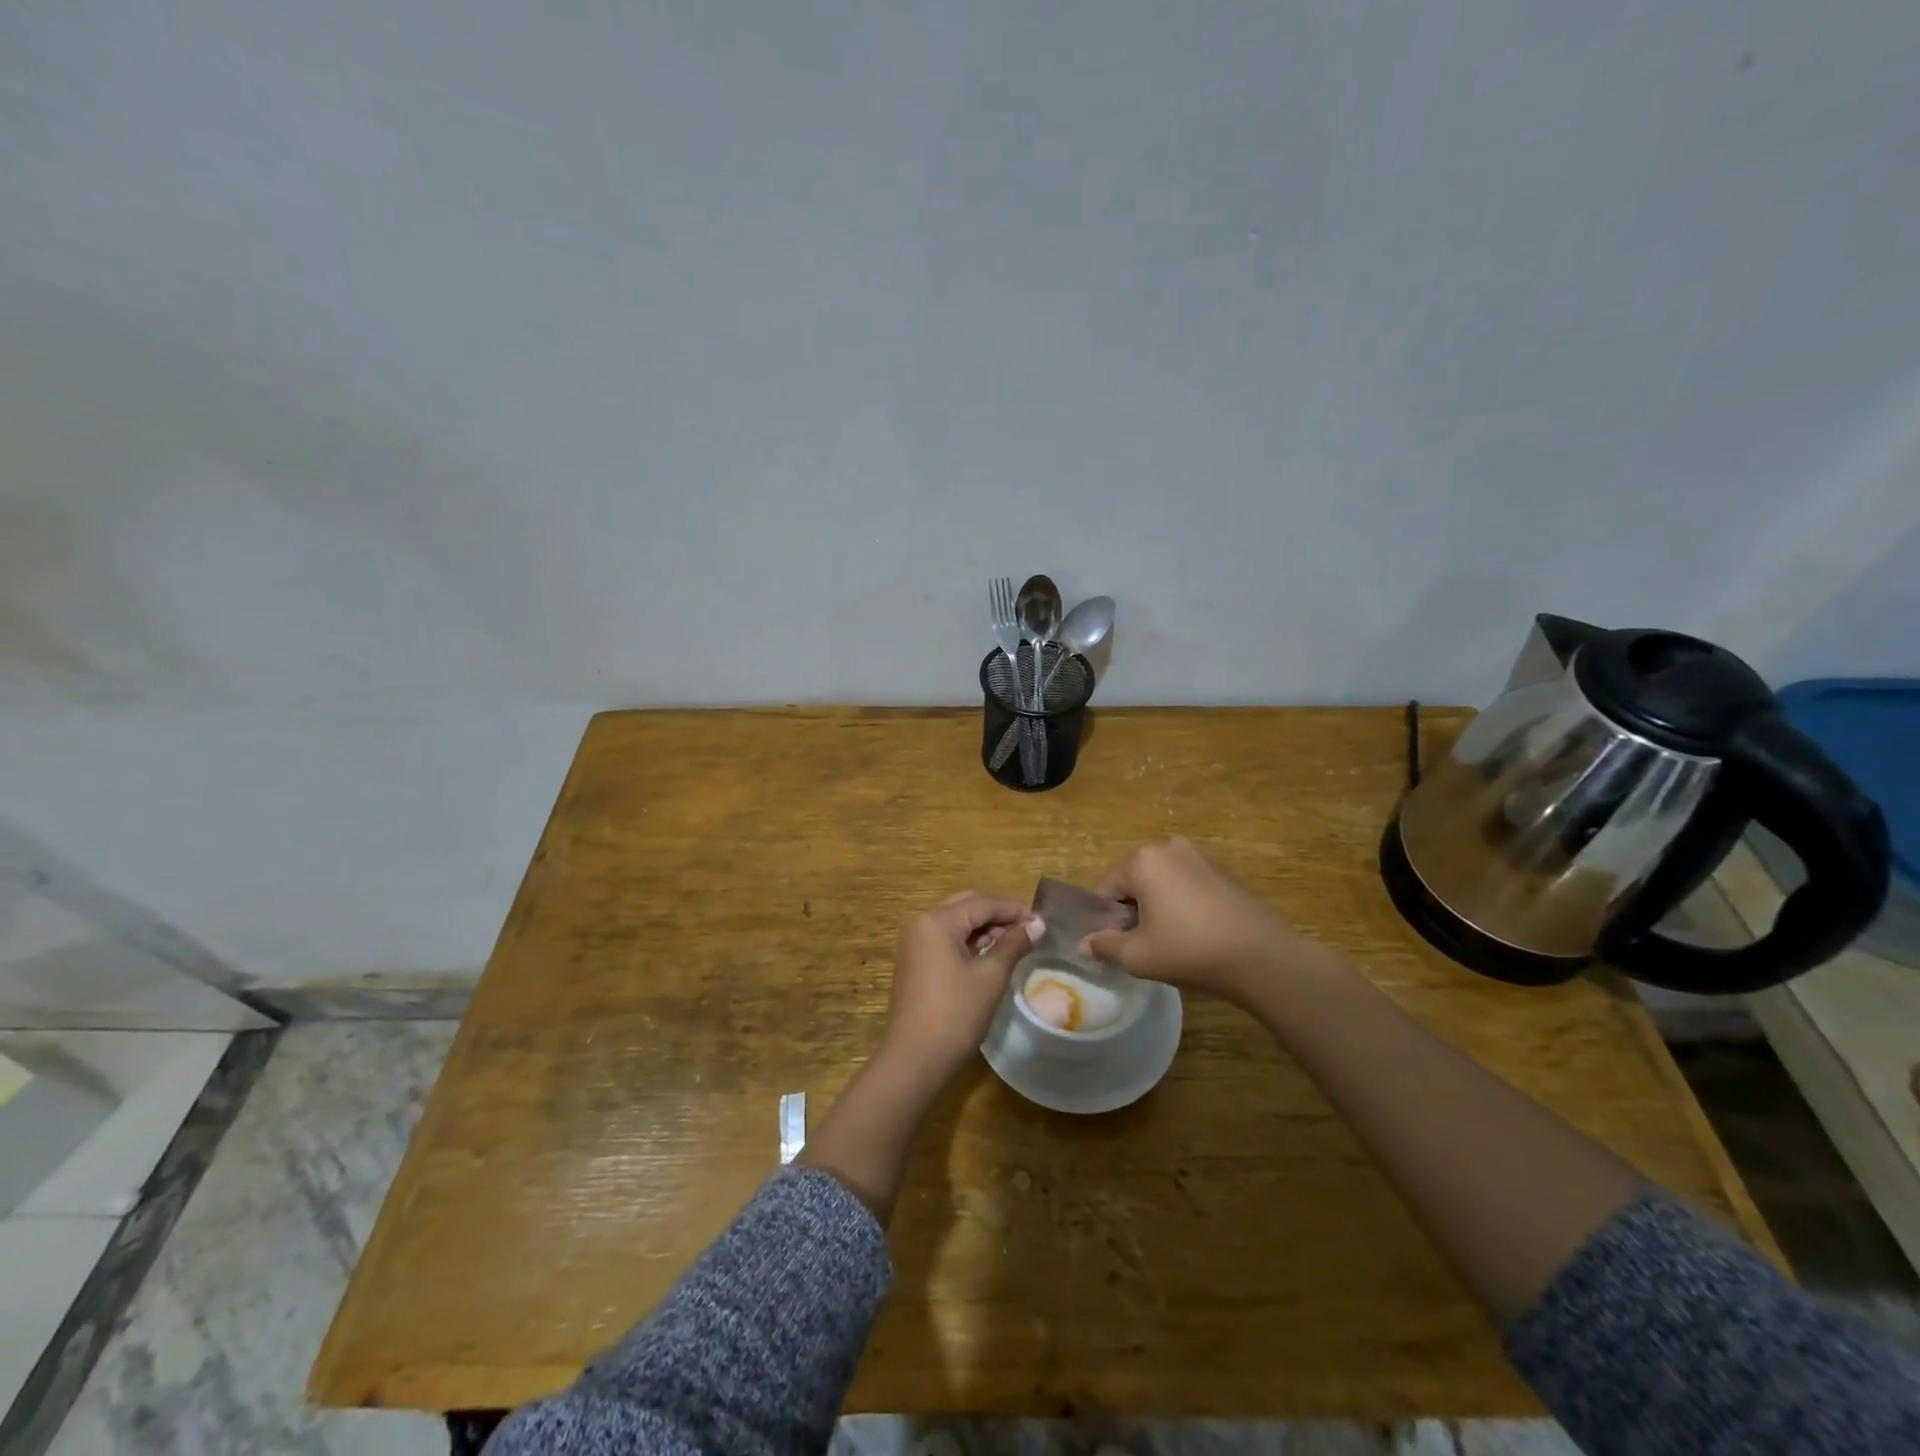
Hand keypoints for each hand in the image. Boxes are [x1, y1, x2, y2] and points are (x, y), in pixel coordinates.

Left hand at [878, 892, 1043, 1088]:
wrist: (914, 1060)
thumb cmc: (956, 1014)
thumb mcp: (991, 976)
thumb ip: (1014, 944)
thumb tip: (1037, 924)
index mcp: (937, 921)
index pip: (982, 903)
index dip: (1013, 909)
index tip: (1041, 921)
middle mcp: (921, 924)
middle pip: (966, 907)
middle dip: (998, 916)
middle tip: (1028, 930)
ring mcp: (915, 944)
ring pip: (956, 924)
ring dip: (984, 929)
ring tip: (1015, 944)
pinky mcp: (915, 963)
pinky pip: (946, 941)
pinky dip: (969, 943)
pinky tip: (990, 956)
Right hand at [1079, 837, 1336, 1006]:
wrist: (1262, 957)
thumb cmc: (1190, 950)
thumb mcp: (1138, 955)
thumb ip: (1105, 945)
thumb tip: (1084, 944)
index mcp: (1143, 860)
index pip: (1106, 889)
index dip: (1108, 919)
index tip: (1121, 945)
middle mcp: (1169, 847)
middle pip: (1134, 881)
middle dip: (1133, 910)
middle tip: (1147, 945)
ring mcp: (1200, 855)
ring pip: (1161, 882)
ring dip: (1158, 906)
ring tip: (1174, 941)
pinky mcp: (1222, 870)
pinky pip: (1186, 884)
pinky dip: (1183, 904)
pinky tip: (1196, 932)